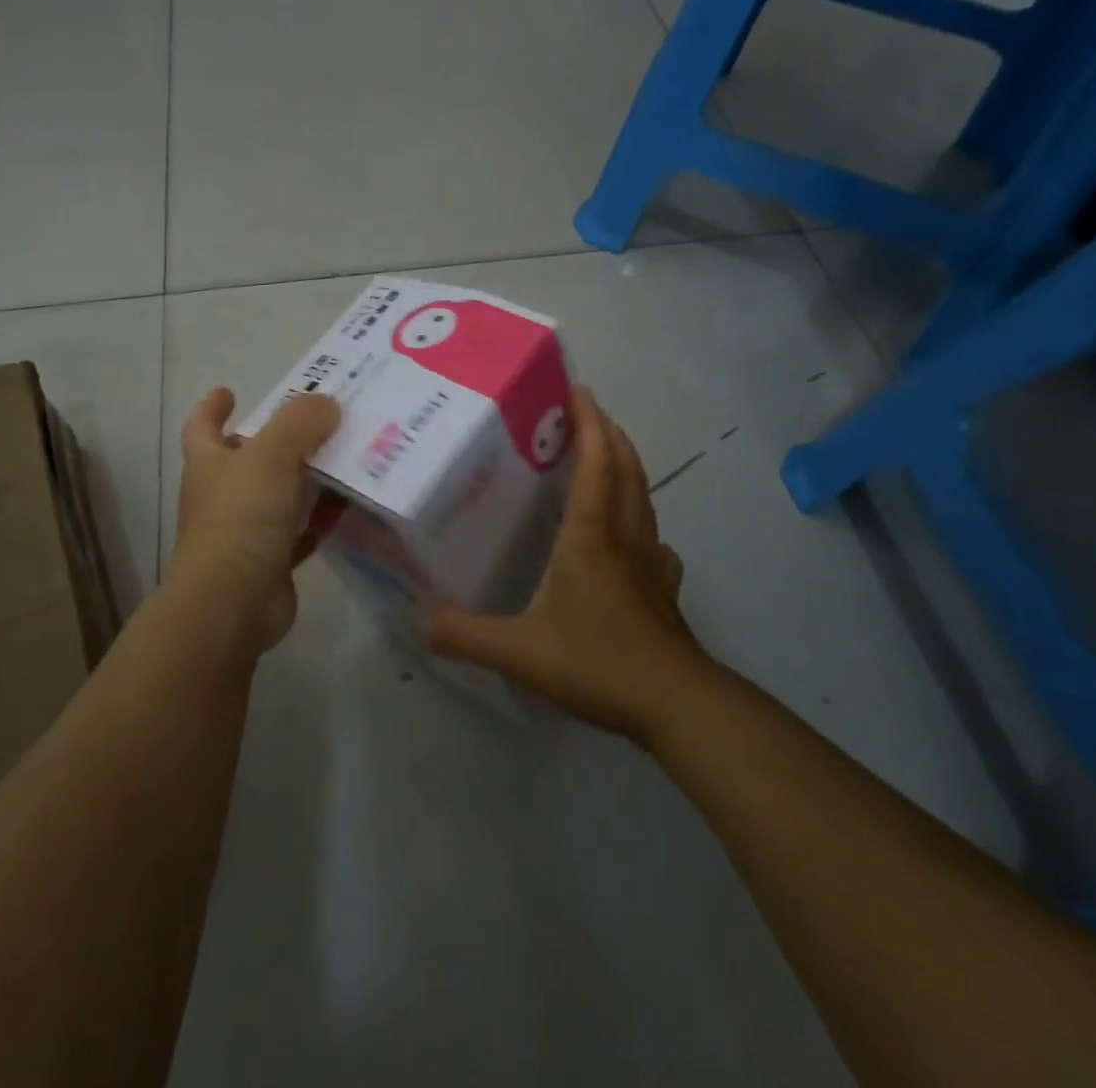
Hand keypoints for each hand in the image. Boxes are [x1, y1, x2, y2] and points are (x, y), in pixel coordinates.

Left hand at [171, 387, 341, 652]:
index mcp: (210, 463)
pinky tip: (345, 509)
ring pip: (277, 495)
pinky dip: (317, 521)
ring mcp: (244, 531)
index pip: (202, 426)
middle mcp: (222, 494)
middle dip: (275, 440)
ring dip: (304, 479)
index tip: (228, 391)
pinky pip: (298, 533)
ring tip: (343, 459)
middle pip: (247, 458)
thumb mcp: (272, 456)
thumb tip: (326, 403)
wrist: (232, 602)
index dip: (212, 407)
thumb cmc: (241, 518)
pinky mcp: (269, 562)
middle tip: (316, 422)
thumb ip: (299, 422)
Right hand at [425, 386, 706, 743]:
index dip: (589, 423)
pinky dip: (642, 520)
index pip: (596, 464)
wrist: (677, 705)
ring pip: (643, 498)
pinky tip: (634, 537)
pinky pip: (654, 540)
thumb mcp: (519, 651)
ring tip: (604, 456)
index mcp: (590, 536)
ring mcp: (650, 564)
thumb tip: (418, 619)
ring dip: (626, 466)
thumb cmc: (599, 663)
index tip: (578, 391)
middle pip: (625, 469)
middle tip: (587, 412)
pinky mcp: (665, 591)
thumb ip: (465, 635)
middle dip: (609, 433)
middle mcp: (624, 538)